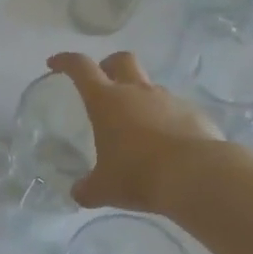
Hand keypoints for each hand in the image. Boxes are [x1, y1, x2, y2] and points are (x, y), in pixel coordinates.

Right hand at [47, 51, 223, 213]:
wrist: (198, 176)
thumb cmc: (139, 175)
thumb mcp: (104, 188)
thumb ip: (88, 188)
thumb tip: (79, 193)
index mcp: (106, 101)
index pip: (81, 68)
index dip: (66, 61)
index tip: (55, 63)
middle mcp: (137, 92)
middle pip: (121, 60)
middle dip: (108, 65)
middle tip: (102, 80)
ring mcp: (169, 100)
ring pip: (150, 86)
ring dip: (139, 97)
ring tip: (136, 126)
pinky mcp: (194, 114)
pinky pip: (174, 110)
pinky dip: (165, 120)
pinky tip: (166, 145)